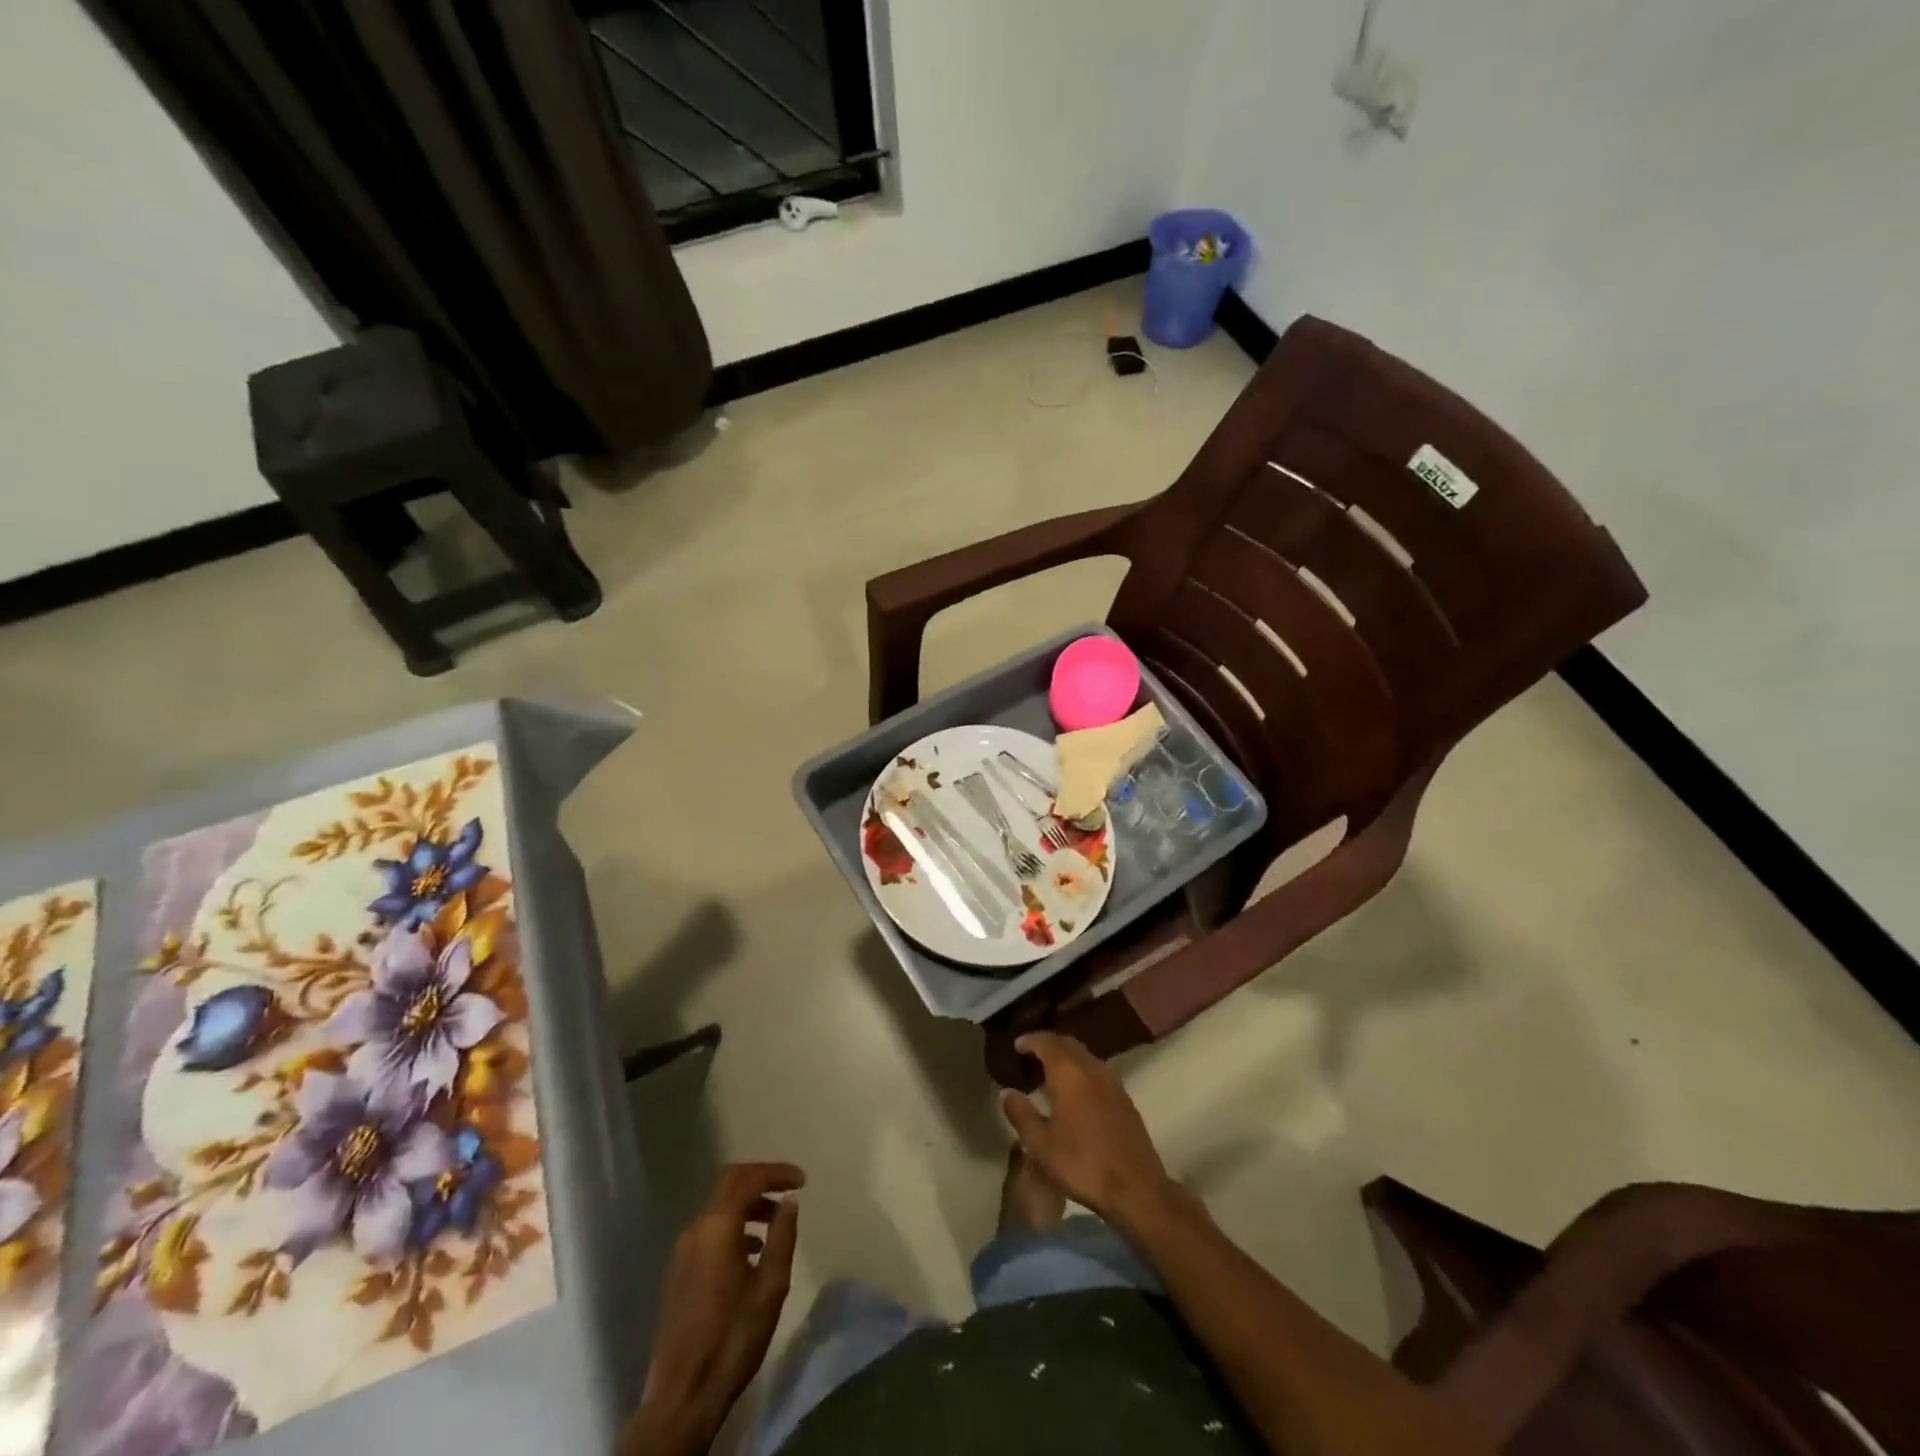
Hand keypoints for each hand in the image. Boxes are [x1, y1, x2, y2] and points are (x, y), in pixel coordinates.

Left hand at [624, 1163, 803, 1455]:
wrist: (684, 1394)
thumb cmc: (734, 1337)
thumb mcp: (771, 1286)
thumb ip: (782, 1237)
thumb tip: (789, 1202)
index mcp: (718, 1227)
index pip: (749, 1178)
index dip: (777, 1172)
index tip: (802, 1180)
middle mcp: (696, 1229)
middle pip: (729, 1183)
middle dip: (761, 1179)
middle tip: (788, 1189)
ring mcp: (683, 1251)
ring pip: (719, 1208)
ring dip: (748, 1205)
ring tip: (775, 1224)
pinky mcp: (678, 1272)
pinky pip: (709, 1231)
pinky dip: (733, 1226)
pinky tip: (751, 1252)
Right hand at [999, 1033, 1179, 1234]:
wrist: (1135, 1188)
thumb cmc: (1082, 1163)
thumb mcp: (1041, 1144)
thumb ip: (1021, 1114)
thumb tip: (1007, 1092)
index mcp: (1070, 1073)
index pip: (1048, 1043)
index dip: (1031, 1040)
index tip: (1017, 1045)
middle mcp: (1093, 1069)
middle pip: (1069, 1044)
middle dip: (1050, 1044)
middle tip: (1032, 1053)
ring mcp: (1113, 1083)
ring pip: (1086, 1057)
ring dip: (1067, 1057)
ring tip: (1050, 1073)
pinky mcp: (1125, 1100)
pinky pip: (1098, 1072)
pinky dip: (1082, 1071)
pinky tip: (1076, 1092)